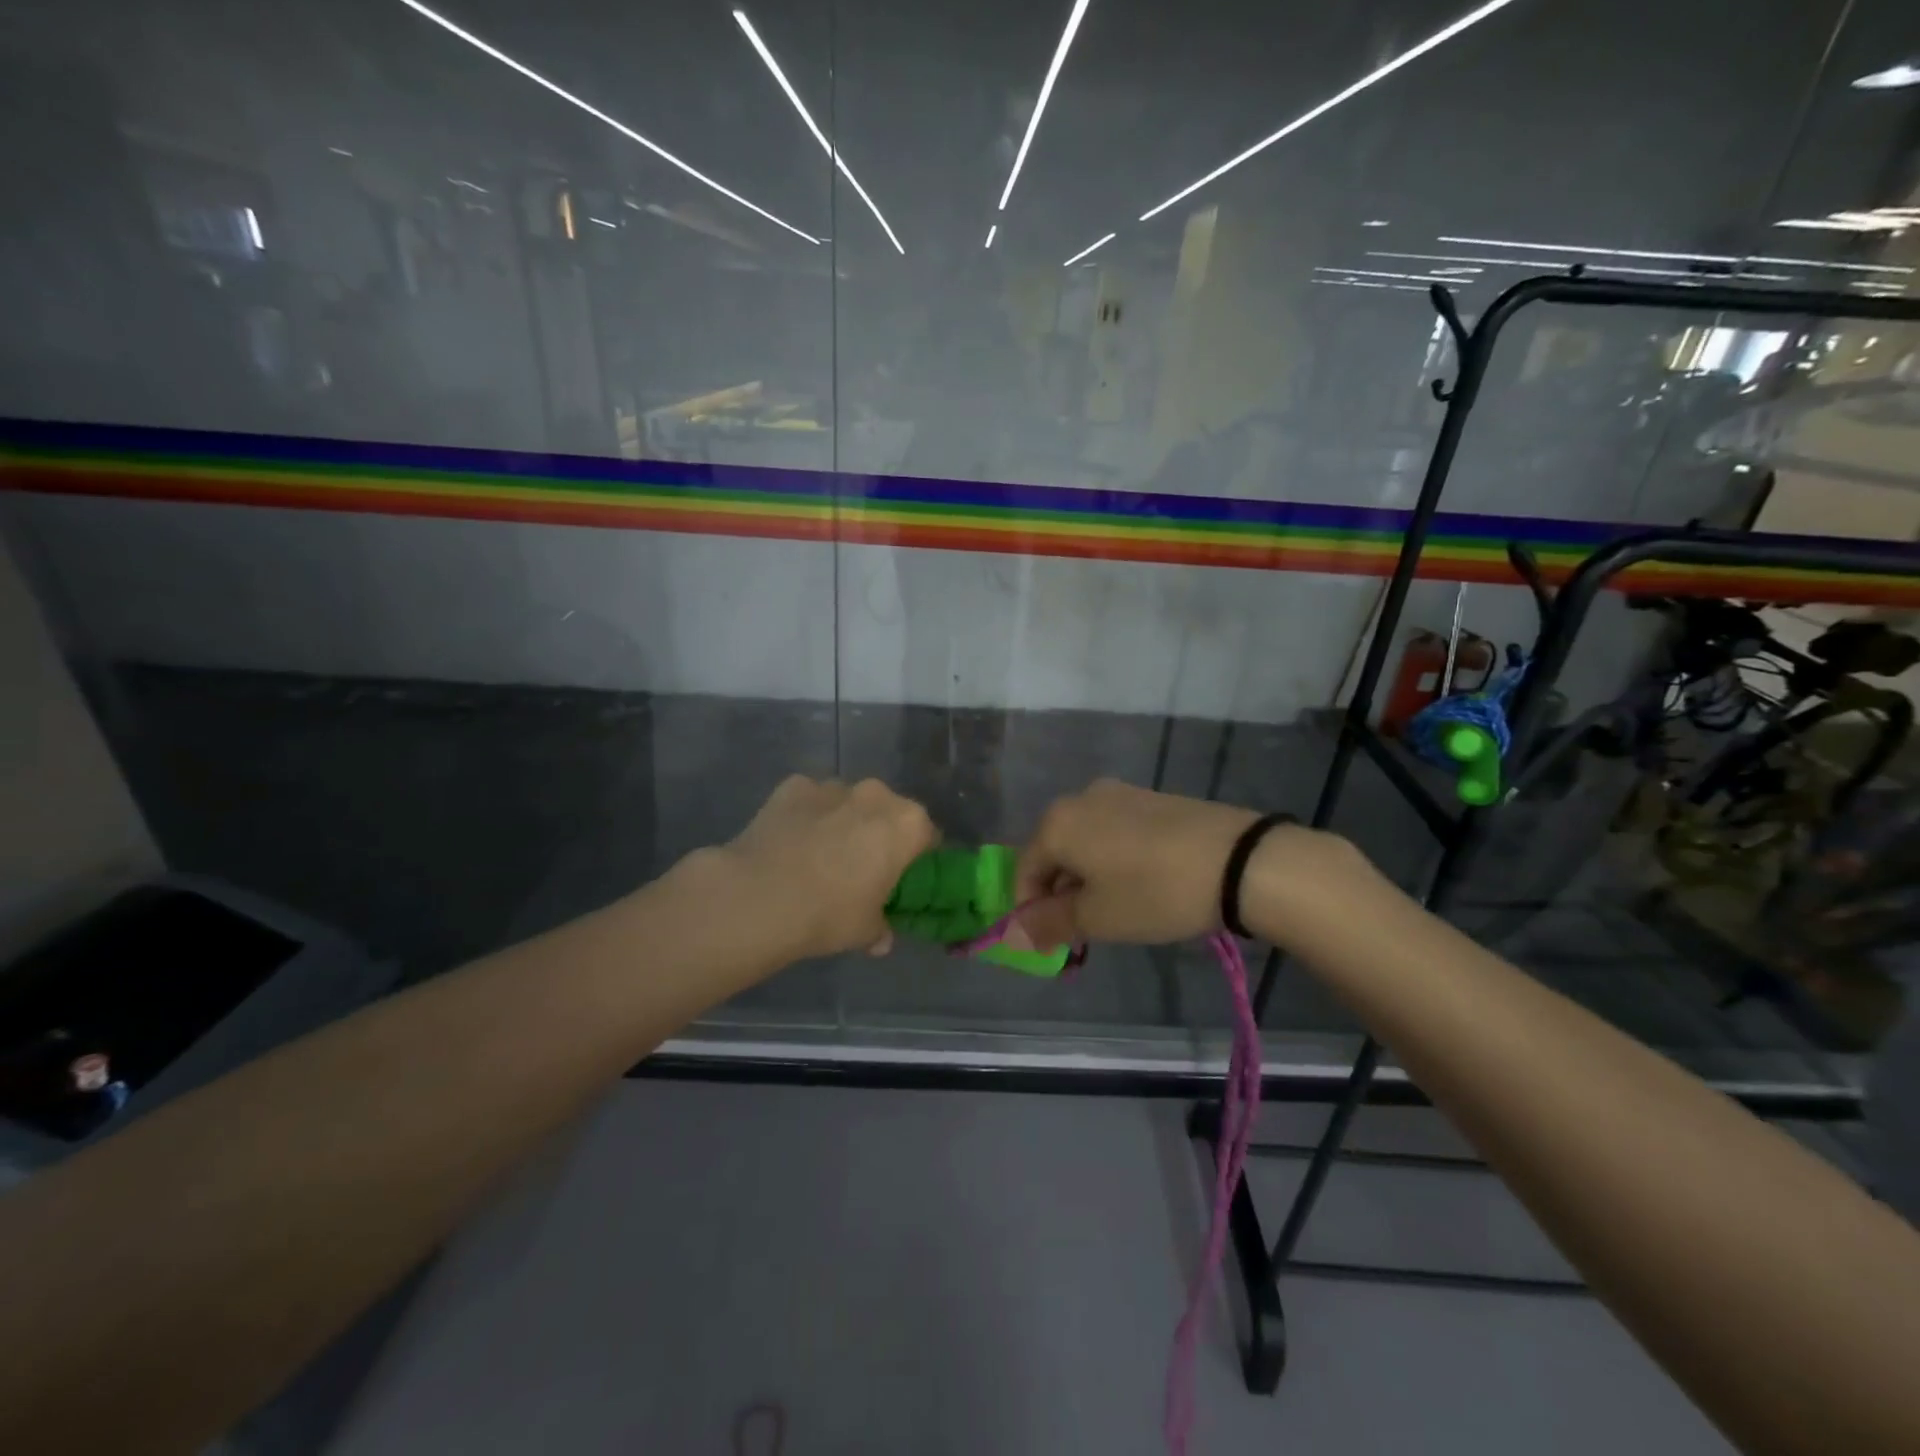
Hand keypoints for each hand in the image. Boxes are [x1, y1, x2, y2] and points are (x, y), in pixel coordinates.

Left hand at [719, 775, 937, 960]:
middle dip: (879, 833)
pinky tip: (790, 843)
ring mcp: (832, 786)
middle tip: (862, 868)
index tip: (903, 879)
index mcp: (907, 825)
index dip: (918, 858)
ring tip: (820, 855)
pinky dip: (806, 816)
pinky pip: (810, 800)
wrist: (758, 896)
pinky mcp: (793, 786)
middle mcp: (875, 795)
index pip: (928, 836)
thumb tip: (880, 938)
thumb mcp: (865, 932)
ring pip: (847, 802)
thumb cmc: (829, 914)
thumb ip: (880, 929)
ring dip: (842, 822)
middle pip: (888, 812)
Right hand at [1015, 779, 1292, 946]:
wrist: (1239, 860)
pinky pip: (1115, 832)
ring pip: (1086, 842)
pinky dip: (1114, 860)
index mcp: (1057, 823)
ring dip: (1089, 879)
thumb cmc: (1154, 891)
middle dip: (1061, 895)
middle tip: (1085, 932)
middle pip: (1054, 853)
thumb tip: (1015, 931)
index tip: (1054, 944)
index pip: (1024, 872)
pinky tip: (1142, 884)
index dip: (1031, 912)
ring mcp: (1119, 793)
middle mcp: (1080, 798)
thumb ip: (1049, 923)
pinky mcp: (1152, 798)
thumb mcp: (1097, 917)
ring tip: (1117, 911)